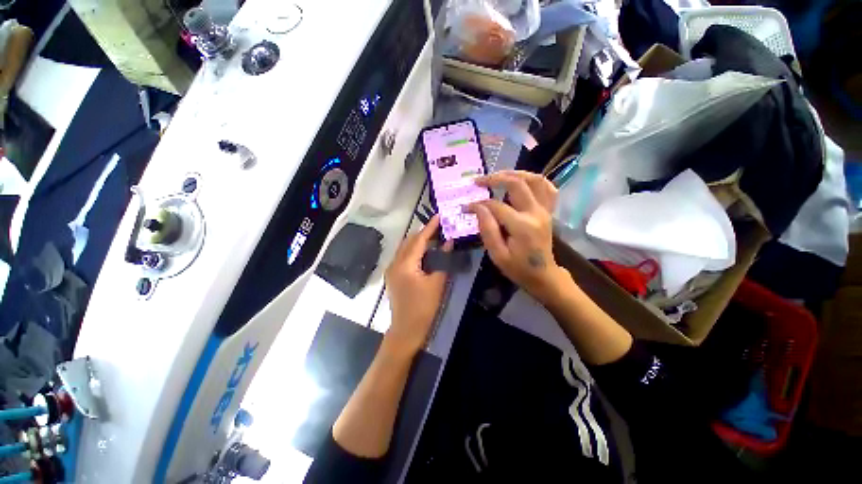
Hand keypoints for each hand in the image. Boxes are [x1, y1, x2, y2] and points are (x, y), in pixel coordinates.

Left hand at [384, 215, 451, 353]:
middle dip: (423, 232)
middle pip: (409, 241)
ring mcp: (392, 269)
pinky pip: (404, 256)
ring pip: (405, 248)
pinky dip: (414, 250)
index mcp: (405, 264)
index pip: (418, 240)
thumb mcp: (437, 284)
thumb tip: (449, 242)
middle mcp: (395, 263)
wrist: (406, 330)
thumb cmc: (423, 308)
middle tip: (439, 226)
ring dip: (418, 241)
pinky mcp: (393, 276)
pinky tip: (425, 252)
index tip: (439, 216)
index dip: (430, 227)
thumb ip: (443, 261)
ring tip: (434, 236)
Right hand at [468, 170, 566, 301]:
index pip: (496, 205)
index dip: (478, 204)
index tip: (466, 206)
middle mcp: (536, 213)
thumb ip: (487, 229)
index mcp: (522, 226)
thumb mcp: (497, 254)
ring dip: (515, 173)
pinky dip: (534, 180)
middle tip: (479, 181)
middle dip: (495, 178)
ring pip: (535, 180)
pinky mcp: (548, 211)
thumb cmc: (518, 268)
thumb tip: (476, 206)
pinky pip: (547, 188)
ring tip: (498, 175)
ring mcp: (545, 210)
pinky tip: (522, 182)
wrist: (543, 275)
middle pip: (517, 184)